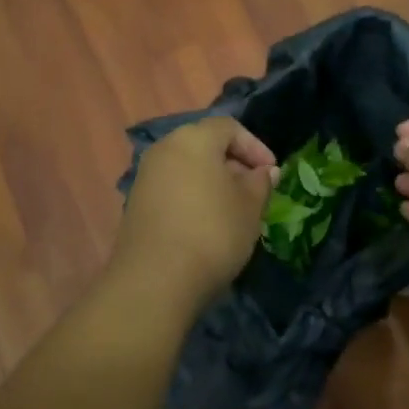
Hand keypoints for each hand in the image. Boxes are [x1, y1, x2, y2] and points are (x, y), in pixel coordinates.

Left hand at [116, 117, 277, 305]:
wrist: (155, 280)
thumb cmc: (212, 233)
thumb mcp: (250, 207)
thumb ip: (260, 182)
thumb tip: (265, 171)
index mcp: (194, 139)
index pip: (229, 127)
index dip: (255, 146)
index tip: (271, 173)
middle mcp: (165, 148)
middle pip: (205, 144)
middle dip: (233, 164)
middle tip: (254, 190)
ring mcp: (146, 176)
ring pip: (187, 167)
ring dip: (212, 182)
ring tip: (233, 210)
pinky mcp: (136, 203)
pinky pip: (172, 187)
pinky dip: (192, 196)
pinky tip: (206, 224)